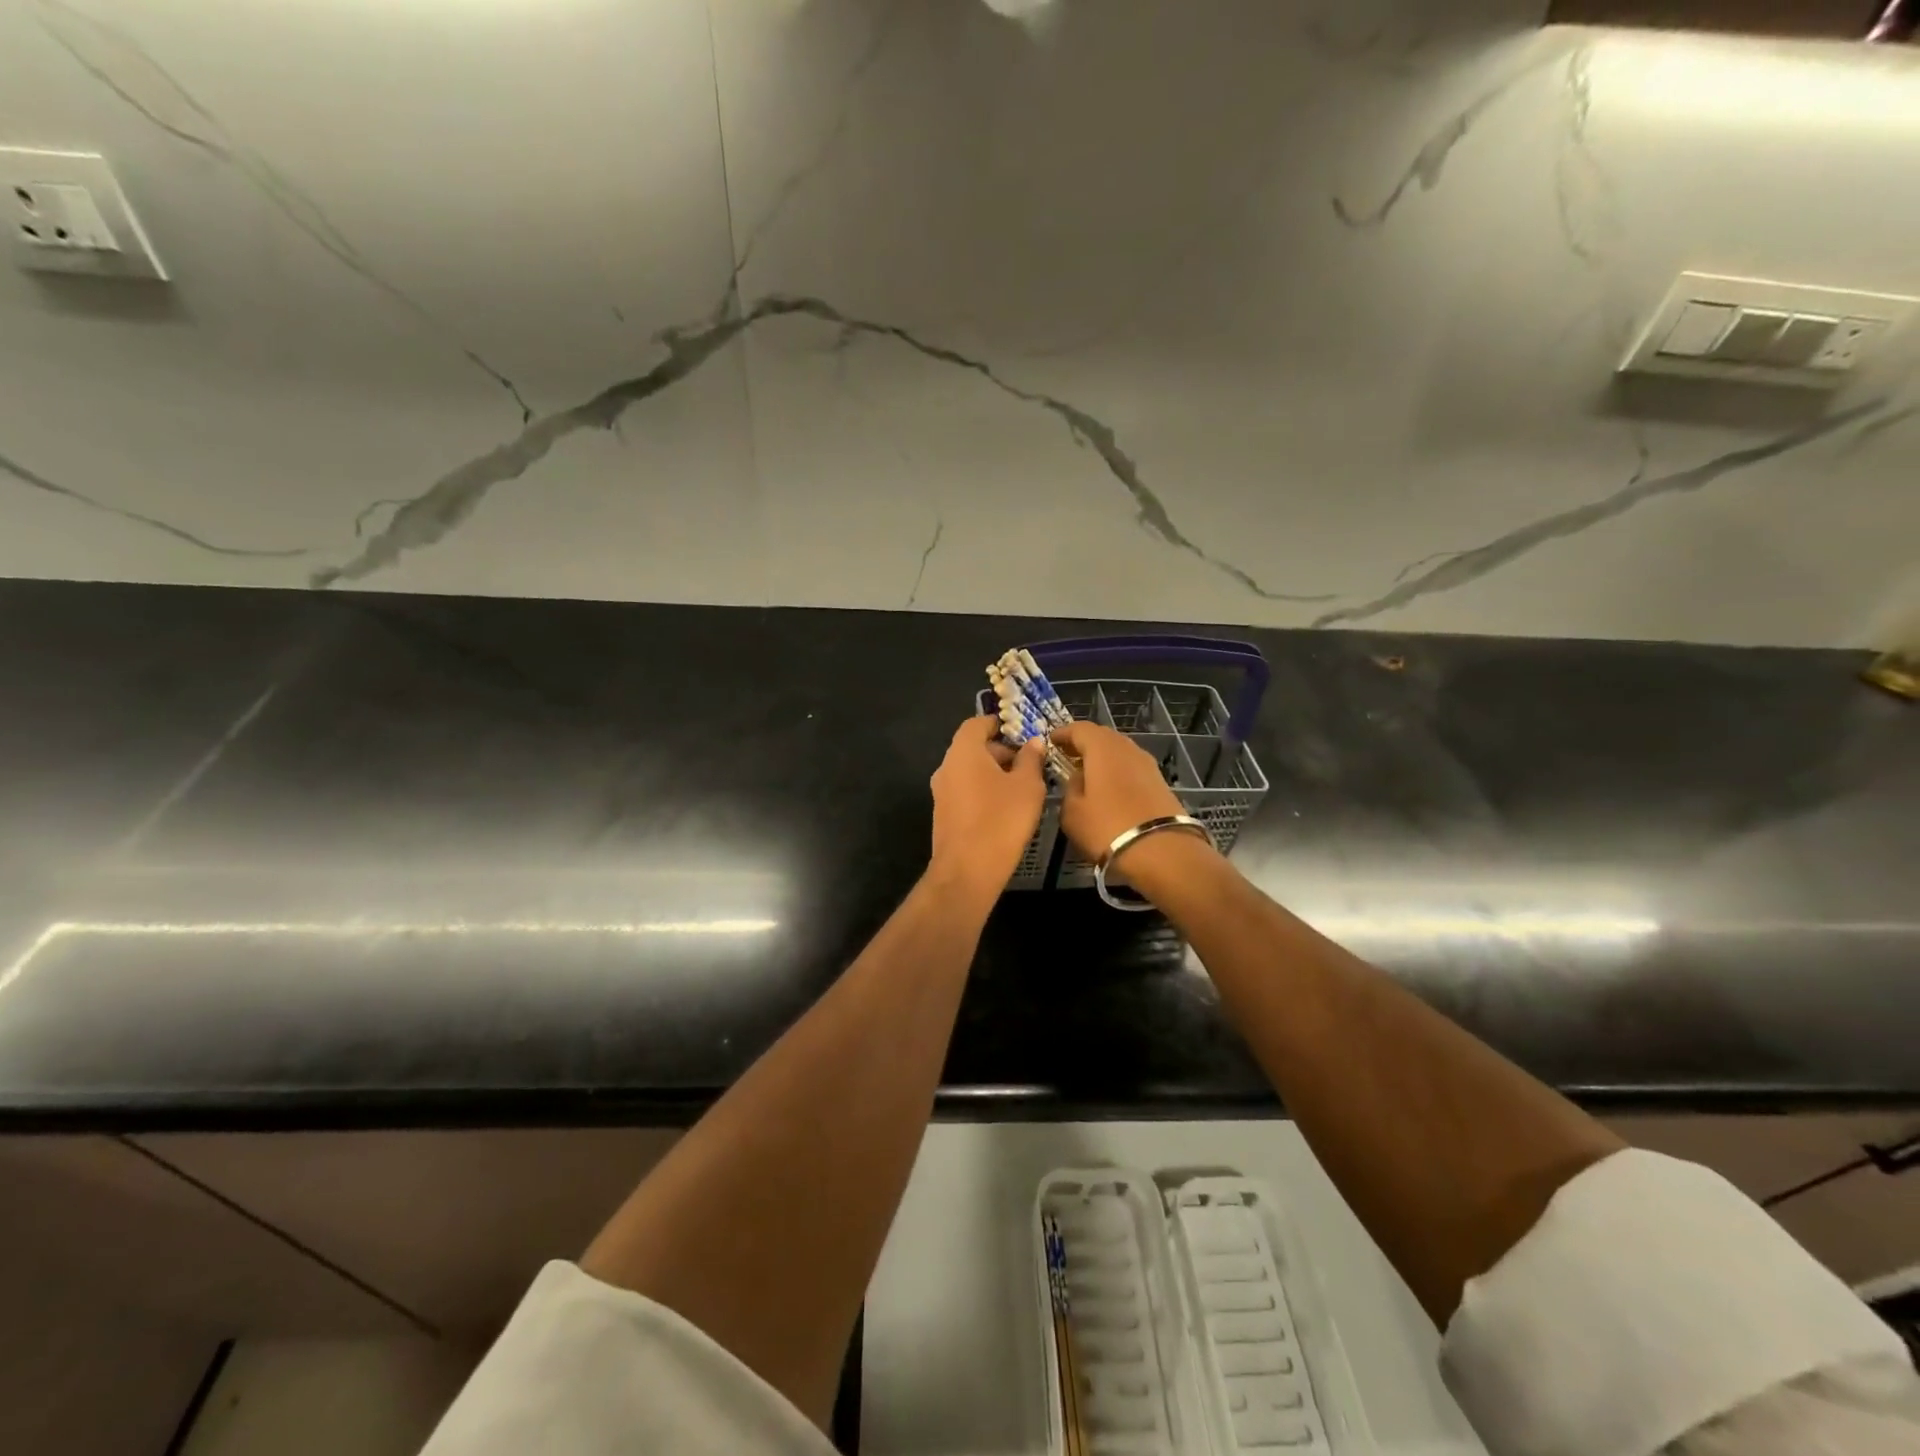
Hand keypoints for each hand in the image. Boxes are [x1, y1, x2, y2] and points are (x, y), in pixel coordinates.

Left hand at [928, 716, 1047, 896]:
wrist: (967, 871)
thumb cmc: (1001, 820)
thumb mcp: (1028, 787)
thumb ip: (1031, 759)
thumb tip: (1033, 742)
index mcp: (963, 752)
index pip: (976, 723)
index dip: (998, 724)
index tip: (1021, 733)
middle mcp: (946, 767)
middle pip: (972, 748)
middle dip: (1000, 752)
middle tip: (1028, 765)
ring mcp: (941, 792)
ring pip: (969, 772)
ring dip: (993, 774)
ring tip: (1022, 788)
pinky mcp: (942, 815)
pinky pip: (964, 792)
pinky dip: (983, 792)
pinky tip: (1004, 809)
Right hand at [1052, 721, 1184, 860]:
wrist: (1162, 852)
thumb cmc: (1107, 828)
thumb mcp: (1072, 812)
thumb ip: (1070, 788)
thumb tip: (1077, 778)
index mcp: (1102, 748)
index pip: (1079, 728)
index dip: (1063, 733)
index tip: (1051, 741)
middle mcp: (1127, 748)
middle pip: (1102, 736)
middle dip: (1083, 743)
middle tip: (1067, 755)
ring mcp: (1147, 764)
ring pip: (1119, 752)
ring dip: (1102, 758)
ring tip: (1087, 773)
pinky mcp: (1160, 782)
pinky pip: (1131, 768)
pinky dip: (1117, 771)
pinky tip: (1109, 788)